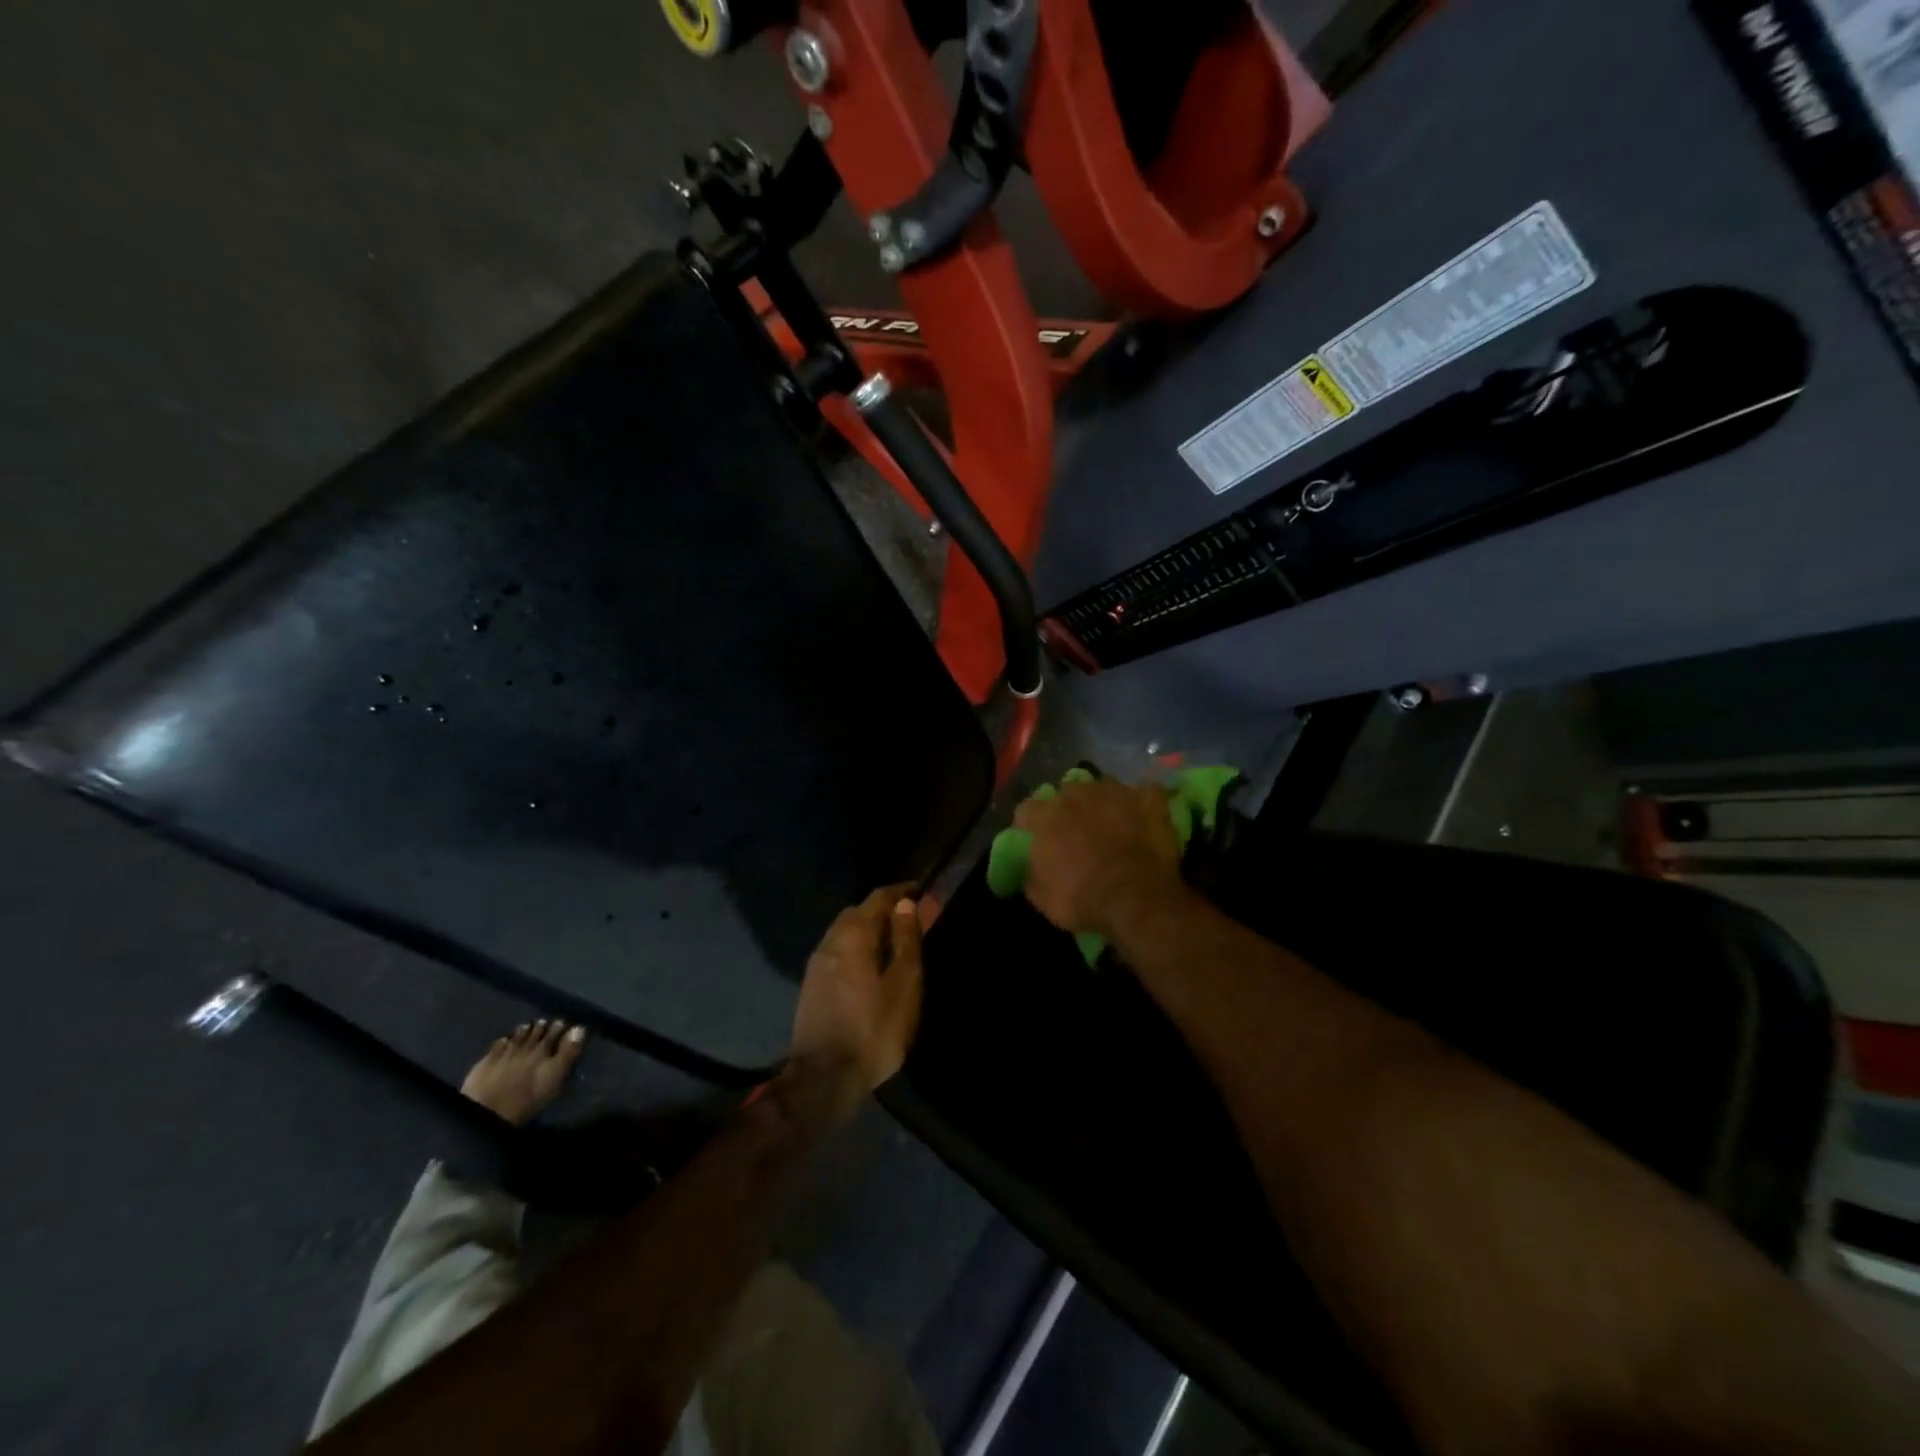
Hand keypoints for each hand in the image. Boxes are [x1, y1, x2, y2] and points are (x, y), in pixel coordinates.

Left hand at [785, 885, 923, 1126]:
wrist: (823, 1078)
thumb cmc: (873, 1029)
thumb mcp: (904, 985)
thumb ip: (906, 941)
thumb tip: (905, 904)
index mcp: (853, 936)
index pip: (877, 898)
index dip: (900, 892)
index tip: (920, 892)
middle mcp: (830, 942)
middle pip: (857, 913)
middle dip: (883, 911)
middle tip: (909, 920)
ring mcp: (816, 965)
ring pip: (844, 933)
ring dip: (868, 930)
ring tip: (892, 944)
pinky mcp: (811, 986)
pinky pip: (837, 952)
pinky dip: (856, 948)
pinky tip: (868, 967)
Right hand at [1013, 778, 1183, 939]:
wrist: (1136, 901)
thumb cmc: (1083, 901)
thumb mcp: (1043, 899)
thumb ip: (1032, 874)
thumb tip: (1031, 868)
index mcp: (1046, 816)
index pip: (1027, 810)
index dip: (1031, 826)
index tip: (1036, 841)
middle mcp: (1077, 794)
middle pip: (1067, 794)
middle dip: (1069, 810)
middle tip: (1078, 835)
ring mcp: (1115, 792)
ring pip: (1104, 789)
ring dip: (1104, 804)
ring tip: (1113, 826)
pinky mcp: (1148, 798)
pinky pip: (1144, 793)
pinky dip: (1143, 804)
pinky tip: (1145, 818)